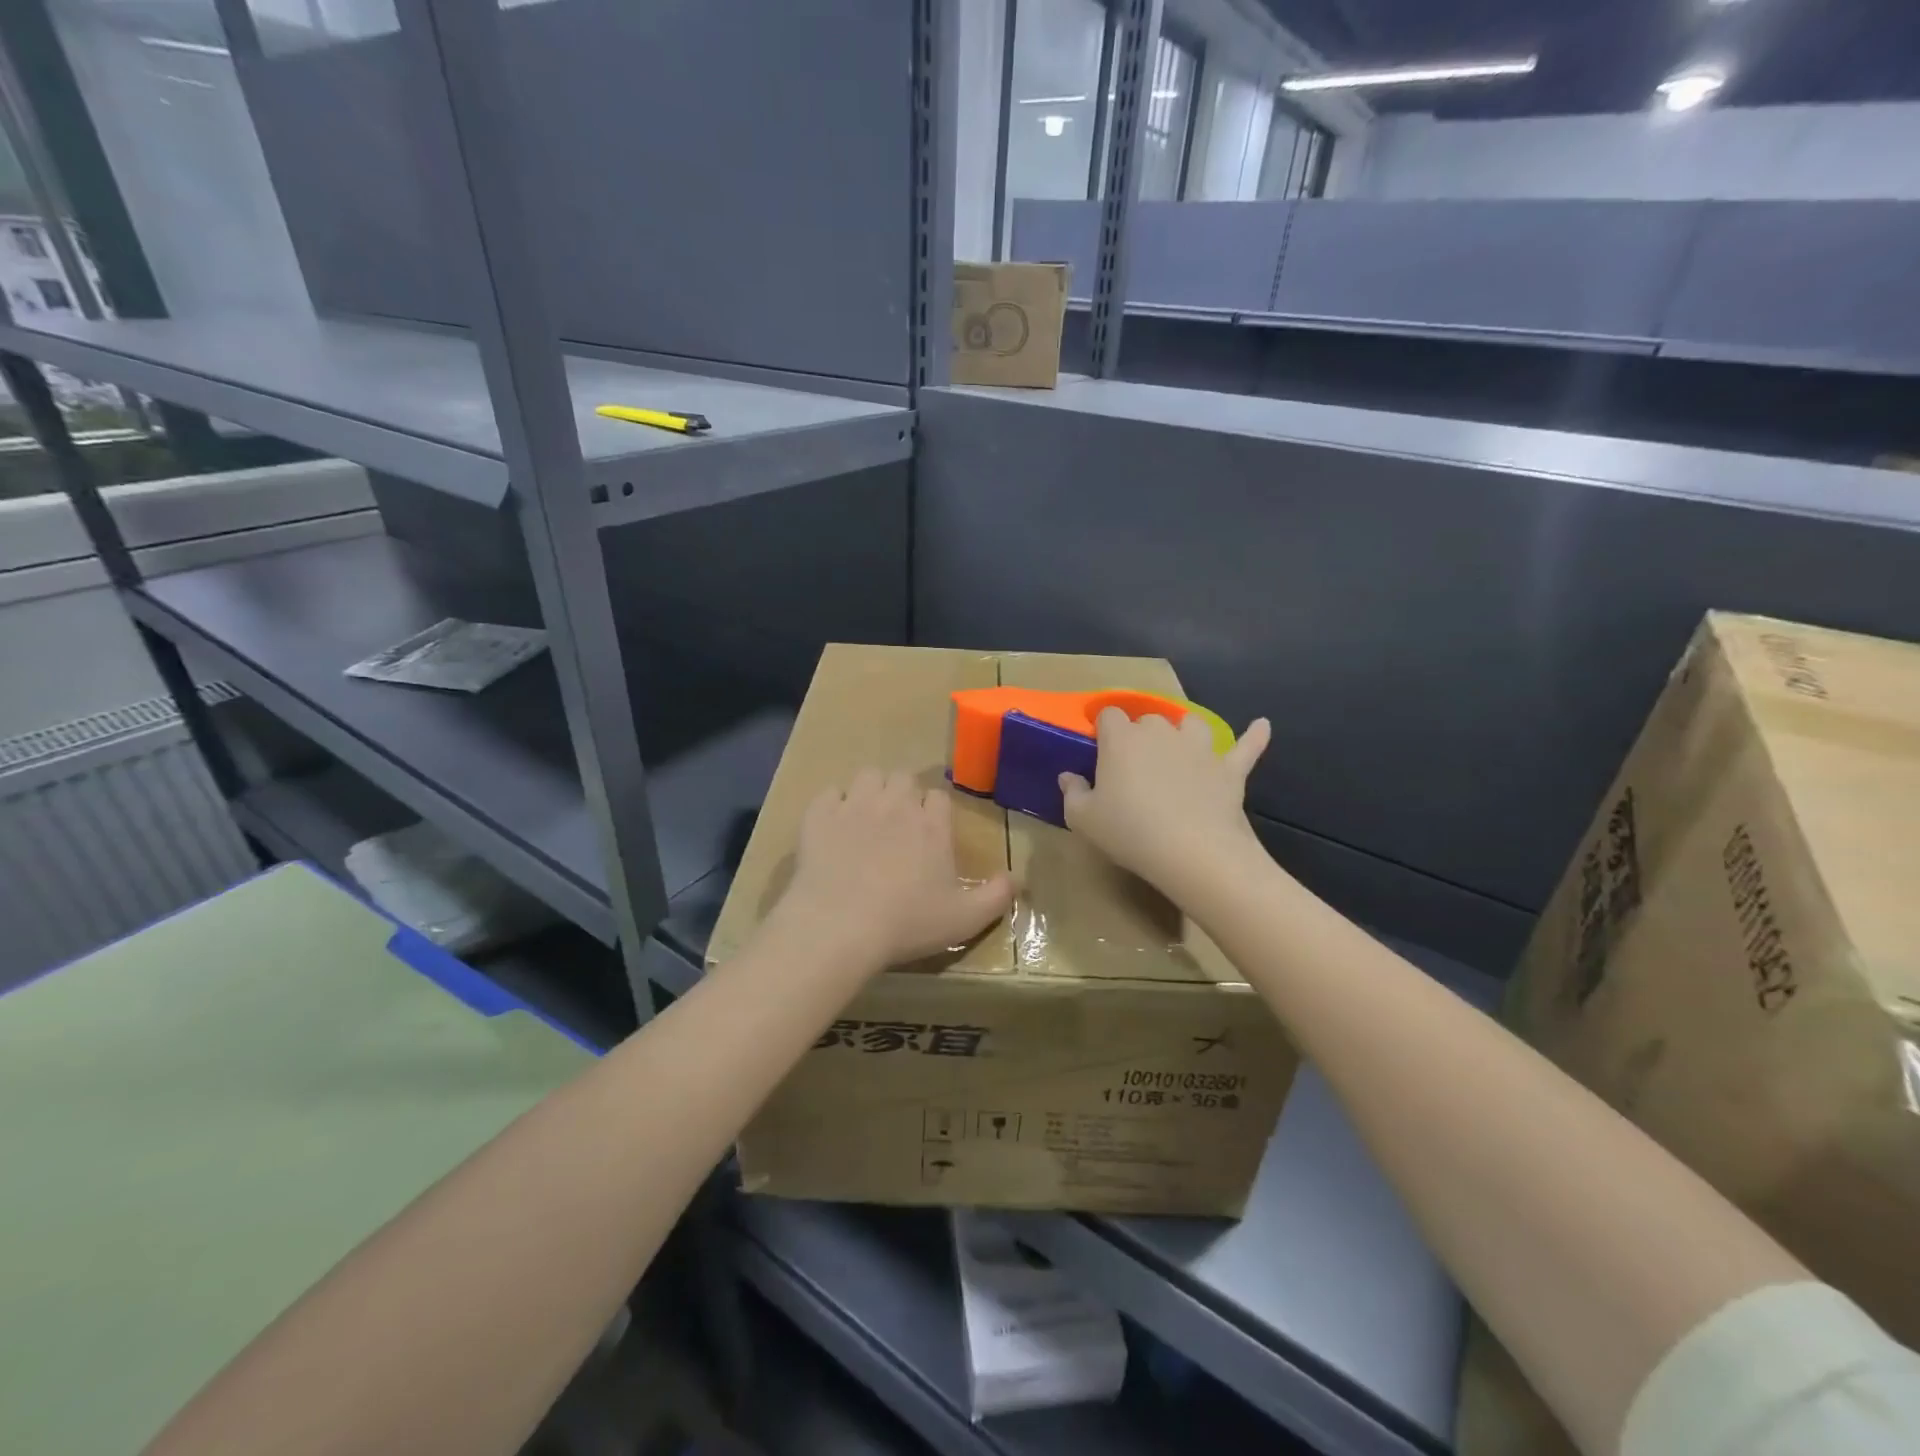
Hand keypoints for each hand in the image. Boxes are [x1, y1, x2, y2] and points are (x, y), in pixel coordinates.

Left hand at [774, 769, 1015, 971]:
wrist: (838, 926)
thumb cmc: (906, 924)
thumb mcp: (964, 920)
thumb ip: (997, 897)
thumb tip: (1017, 879)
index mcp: (932, 825)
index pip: (939, 797)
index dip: (935, 812)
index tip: (930, 834)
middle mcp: (896, 805)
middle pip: (904, 779)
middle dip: (903, 796)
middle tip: (897, 827)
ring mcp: (855, 805)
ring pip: (868, 776)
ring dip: (871, 791)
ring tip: (866, 819)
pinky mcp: (819, 815)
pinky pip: (829, 793)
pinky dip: (832, 805)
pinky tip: (833, 827)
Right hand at [1059, 709, 1270, 903]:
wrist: (1193, 852)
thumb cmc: (1130, 832)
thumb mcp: (1083, 819)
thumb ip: (1073, 793)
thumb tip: (1068, 776)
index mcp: (1122, 739)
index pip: (1110, 715)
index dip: (1104, 728)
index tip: (1099, 750)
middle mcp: (1161, 733)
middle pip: (1149, 719)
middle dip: (1141, 734)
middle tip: (1135, 766)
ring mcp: (1200, 748)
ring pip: (1192, 724)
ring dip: (1184, 732)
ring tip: (1179, 748)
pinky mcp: (1230, 769)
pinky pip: (1246, 746)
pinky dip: (1254, 736)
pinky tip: (1262, 725)